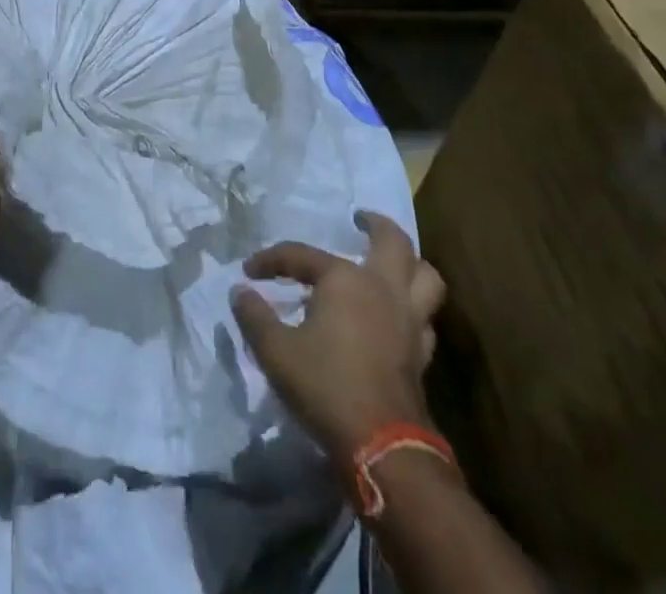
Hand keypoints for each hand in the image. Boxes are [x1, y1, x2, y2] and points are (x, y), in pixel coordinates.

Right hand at [231, 209, 446, 460]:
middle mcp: (383, 288)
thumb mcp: (275, 351)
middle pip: (393, 241)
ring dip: (411, 263)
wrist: (383, 446)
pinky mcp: (422, 353)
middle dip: (376, 224)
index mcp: (344, 279)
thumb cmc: (325, 386)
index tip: (249, 272)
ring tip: (392, 261)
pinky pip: (425, 317)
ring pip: (426, 277)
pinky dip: (414, 308)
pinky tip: (398, 315)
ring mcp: (409, 320)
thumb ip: (254, 316)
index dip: (271, 260)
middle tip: (359, 219)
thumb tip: (239, 292)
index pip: (300, 255)